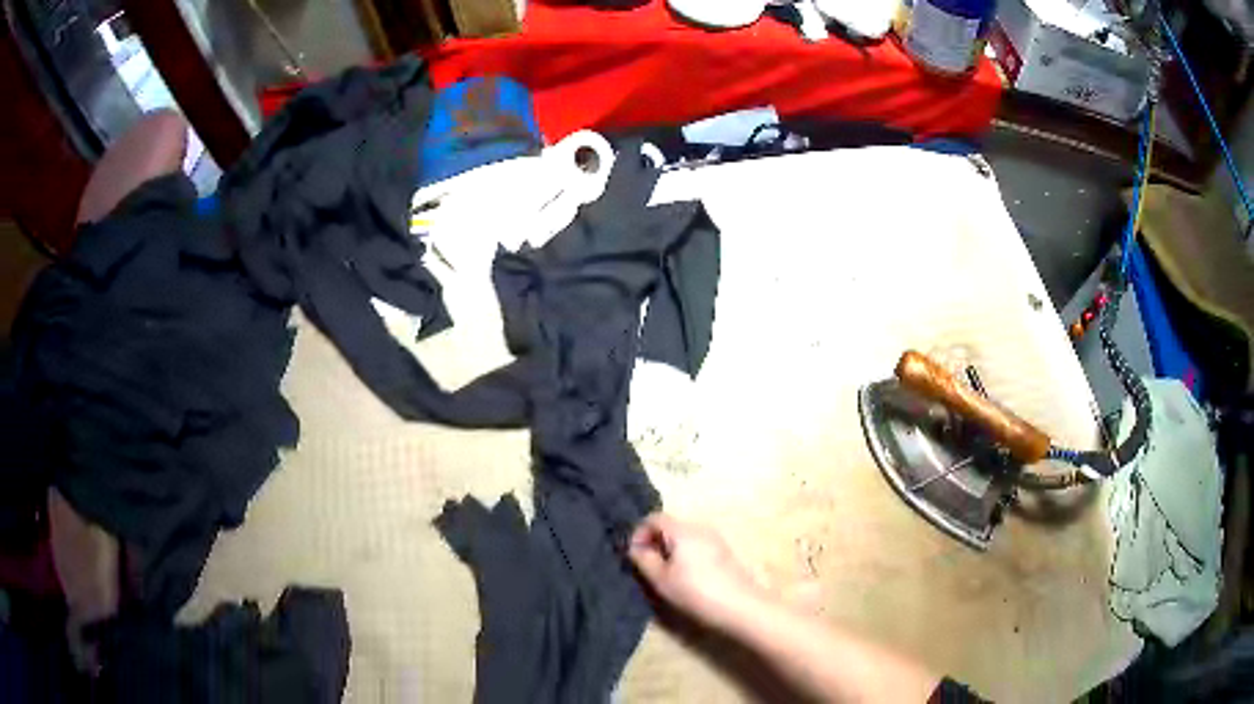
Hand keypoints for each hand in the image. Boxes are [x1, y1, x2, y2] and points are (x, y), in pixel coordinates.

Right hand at [628, 512, 765, 630]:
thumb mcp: (661, 579)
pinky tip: (685, 577)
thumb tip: (634, 547)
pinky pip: (696, 546)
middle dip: (654, 542)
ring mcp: (715, 539)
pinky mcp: (723, 552)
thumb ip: (643, 559)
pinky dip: (684, 555)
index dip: (638, 533)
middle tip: (646, 566)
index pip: (654, 518)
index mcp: (683, 530)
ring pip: (683, 537)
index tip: (634, 555)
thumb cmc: (696, 592)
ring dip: (669, 550)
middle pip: (670, 526)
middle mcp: (700, 527)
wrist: (740, 606)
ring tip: (664, 574)